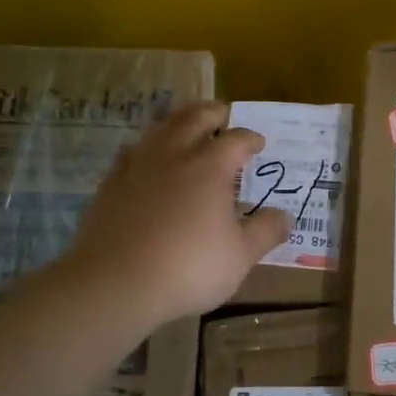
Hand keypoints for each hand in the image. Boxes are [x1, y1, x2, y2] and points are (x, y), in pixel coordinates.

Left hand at [64, 101, 290, 329]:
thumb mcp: (240, 256)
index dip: (250, 138)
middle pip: (194, 118)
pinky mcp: (110, 184)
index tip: (259, 143)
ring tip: (186, 127)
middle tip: (222, 115)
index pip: (236, 140)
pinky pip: (132, 152)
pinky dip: (148, 147)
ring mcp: (137, 166)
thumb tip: (285, 216)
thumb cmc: (188, 268)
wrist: (115, 283)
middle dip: (212, 113)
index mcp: (209, 167)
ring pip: (159, 128)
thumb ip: (265, 232)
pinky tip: (148, 160)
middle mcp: (173, 155)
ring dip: (177, 122)